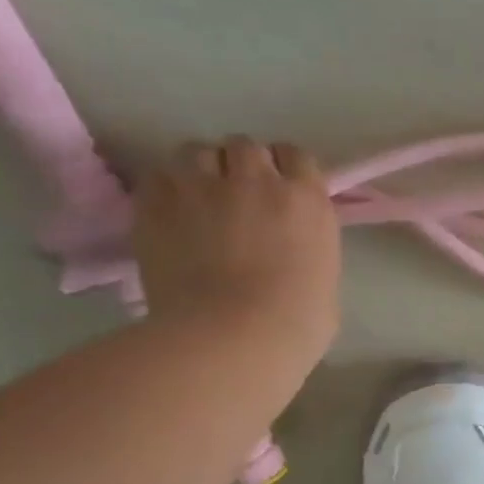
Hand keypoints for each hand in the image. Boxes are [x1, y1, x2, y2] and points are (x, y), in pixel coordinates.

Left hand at [133, 137, 341, 381]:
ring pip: (197, 151)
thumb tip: (294, 252)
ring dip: (200, 170)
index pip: (296, 156)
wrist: (233, 337)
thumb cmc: (295, 325)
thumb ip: (310, 251)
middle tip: (236, 196)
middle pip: (245, 146)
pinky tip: (168, 214)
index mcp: (307, 201)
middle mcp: (257, 181)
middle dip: (241, 166)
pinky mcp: (158, 204)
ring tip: (196, 199)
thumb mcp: (325, 283)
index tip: (279, 188)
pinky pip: (158, 176)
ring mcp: (204, 187)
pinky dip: (164, 189)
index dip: (285, 169)